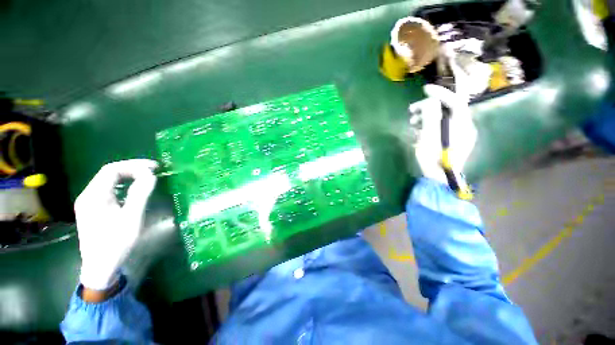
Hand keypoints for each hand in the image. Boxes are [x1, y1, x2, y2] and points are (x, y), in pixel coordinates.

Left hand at [75, 159, 157, 290]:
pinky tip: (133, 189)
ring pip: (108, 181)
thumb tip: (150, 174)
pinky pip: (107, 190)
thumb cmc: (117, 243)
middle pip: (109, 173)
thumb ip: (140, 193)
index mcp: (94, 196)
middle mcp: (87, 196)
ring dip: (128, 176)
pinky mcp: (92, 209)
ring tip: (146, 177)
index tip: (154, 168)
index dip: (134, 165)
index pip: (112, 170)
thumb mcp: (132, 218)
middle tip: (153, 170)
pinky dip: (122, 185)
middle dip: (132, 168)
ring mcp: (88, 203)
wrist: (100, 267)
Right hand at [411, 84, 476, 183]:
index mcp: (461, 124)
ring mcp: (458, 135)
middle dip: (427, 108)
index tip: (424, 89)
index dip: (440, 93)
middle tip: (411, 111)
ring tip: (411, 123)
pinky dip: (428, 126)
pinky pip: (441, 128)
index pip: (455, 101)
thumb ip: (431, 116)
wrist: (439, 179)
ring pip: (442, 119)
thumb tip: (431, 102)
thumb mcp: (429, 136)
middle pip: (446, 109)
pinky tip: (417, 132)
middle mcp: (463, 127)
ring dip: (426, 117)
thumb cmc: (433, 158)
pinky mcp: (452, 142)